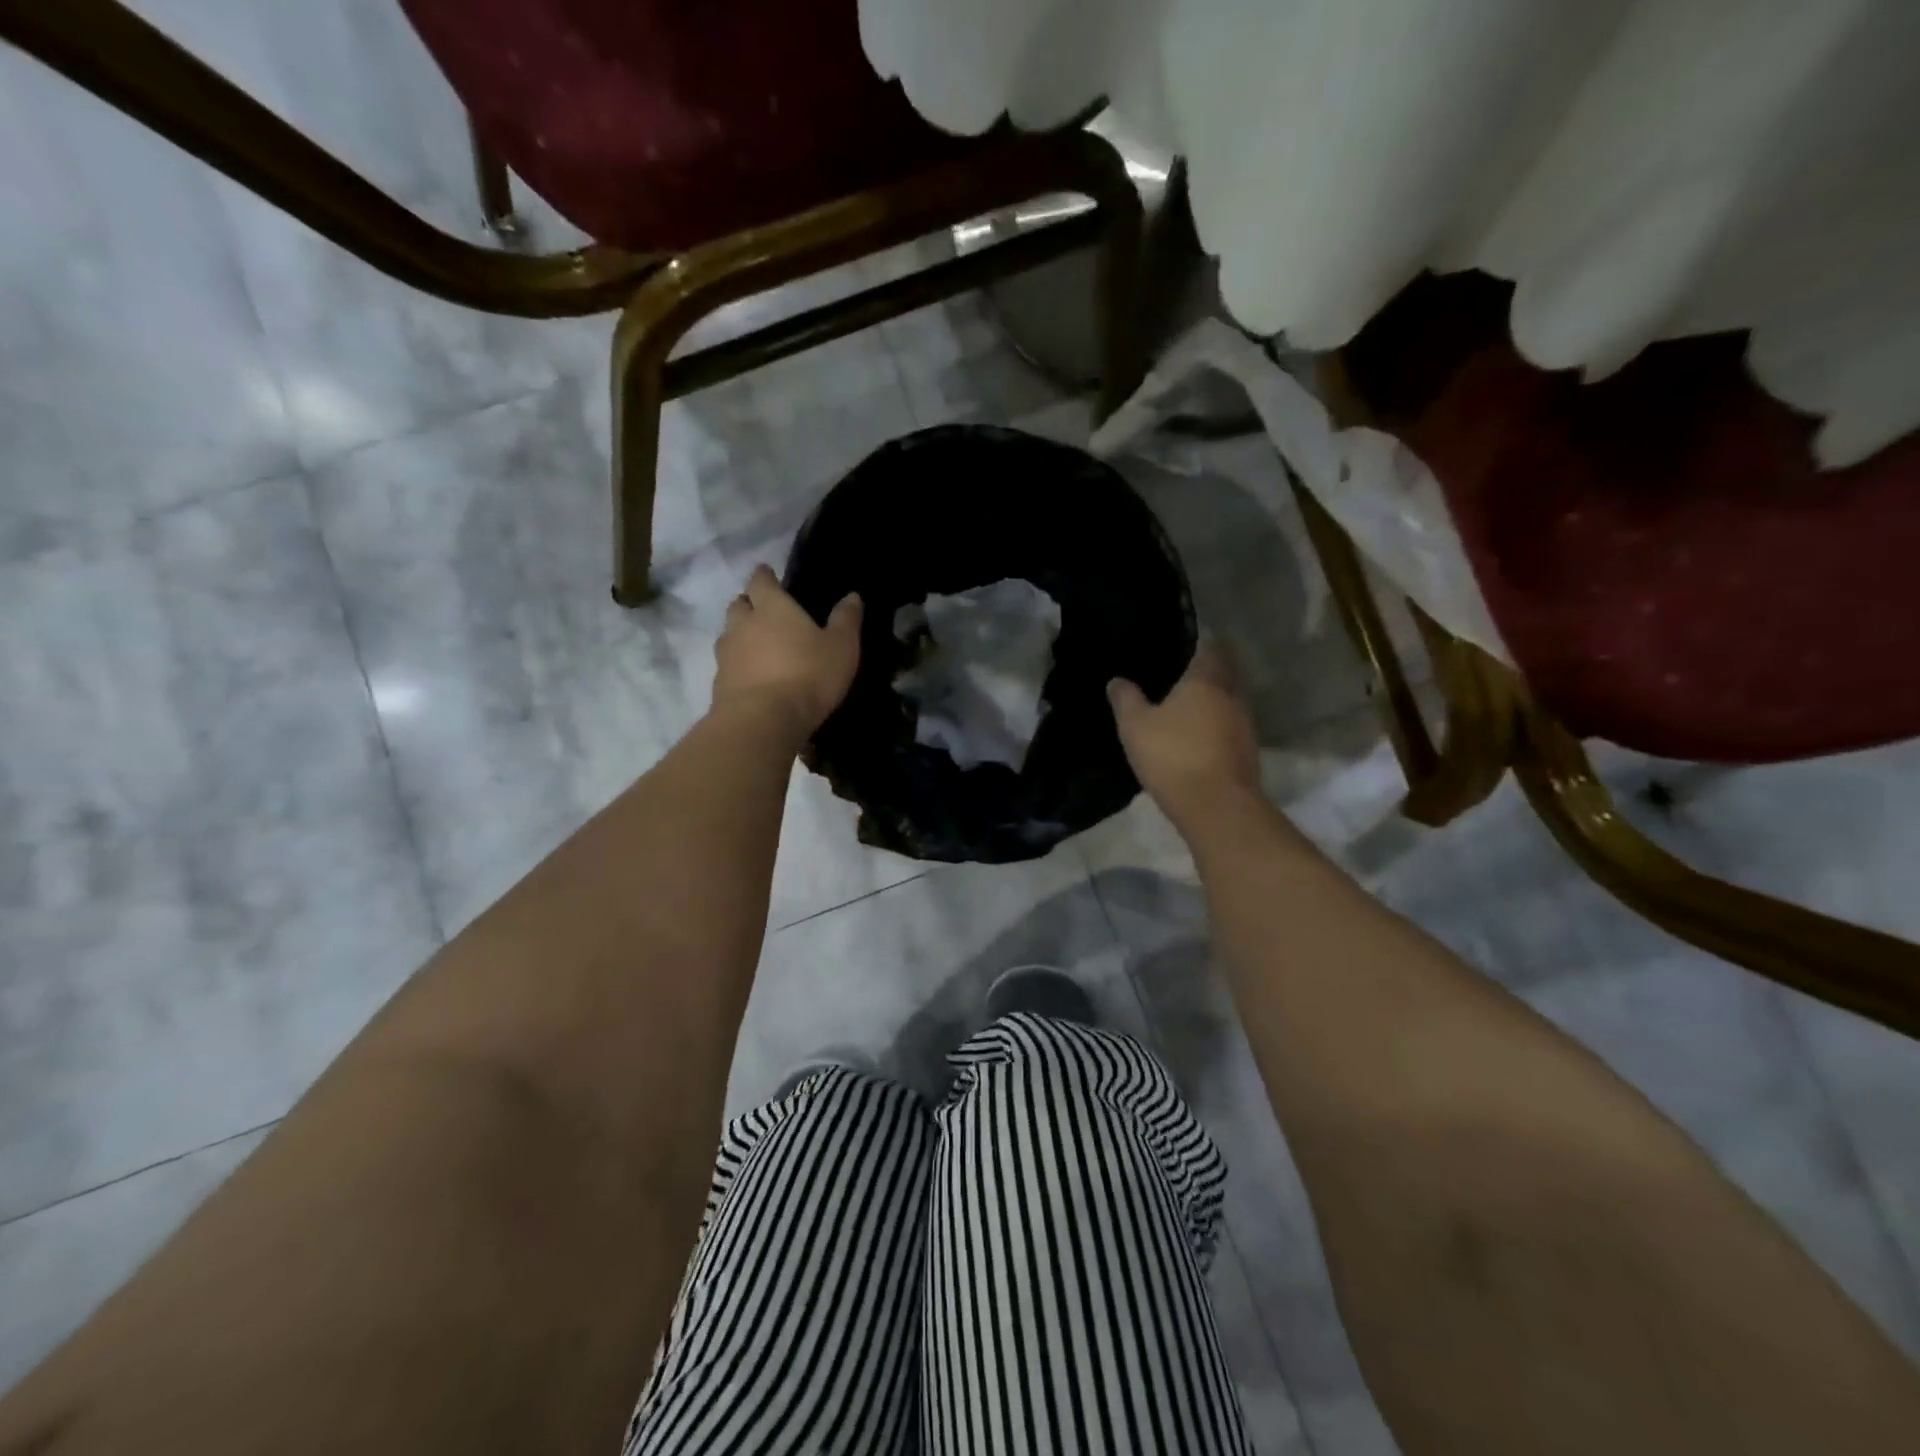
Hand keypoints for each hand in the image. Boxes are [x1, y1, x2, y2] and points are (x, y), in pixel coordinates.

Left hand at [713, 565, 862, 741]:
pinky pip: (727, 665)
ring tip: (757, 646)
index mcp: (772, 607)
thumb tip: (853, 596)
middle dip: (749, 603)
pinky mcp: (719, 683)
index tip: (768, 574)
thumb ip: (846, 620)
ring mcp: (726, 654)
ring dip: (740, 635)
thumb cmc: (808, 675)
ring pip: (729, 634)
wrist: (763, 720)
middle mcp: (742, 624)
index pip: (761, 580)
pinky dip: (738, 665)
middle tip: (763, 611)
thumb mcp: (841, 647)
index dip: (765, 576)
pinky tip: (752, 677)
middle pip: (739, 604)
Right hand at [1108, 640, 1260, 827]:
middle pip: (1224, 672)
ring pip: (1229, 700)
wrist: (1216, 806)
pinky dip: (1217, 724)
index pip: (1210, 647)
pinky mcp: (1248, 750)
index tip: (1184, 644)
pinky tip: (1199, 734)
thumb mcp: (1135, 726)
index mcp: (1206, 679)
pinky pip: (1230, 725)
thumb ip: (1126, 700)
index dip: (1199, 642)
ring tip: (1188, 704)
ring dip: (1214, 700)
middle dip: (1208, 670)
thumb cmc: (1173, 756)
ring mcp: (1245, 724)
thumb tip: (1117, 680)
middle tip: (1182, 672)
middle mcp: (1232, 695)